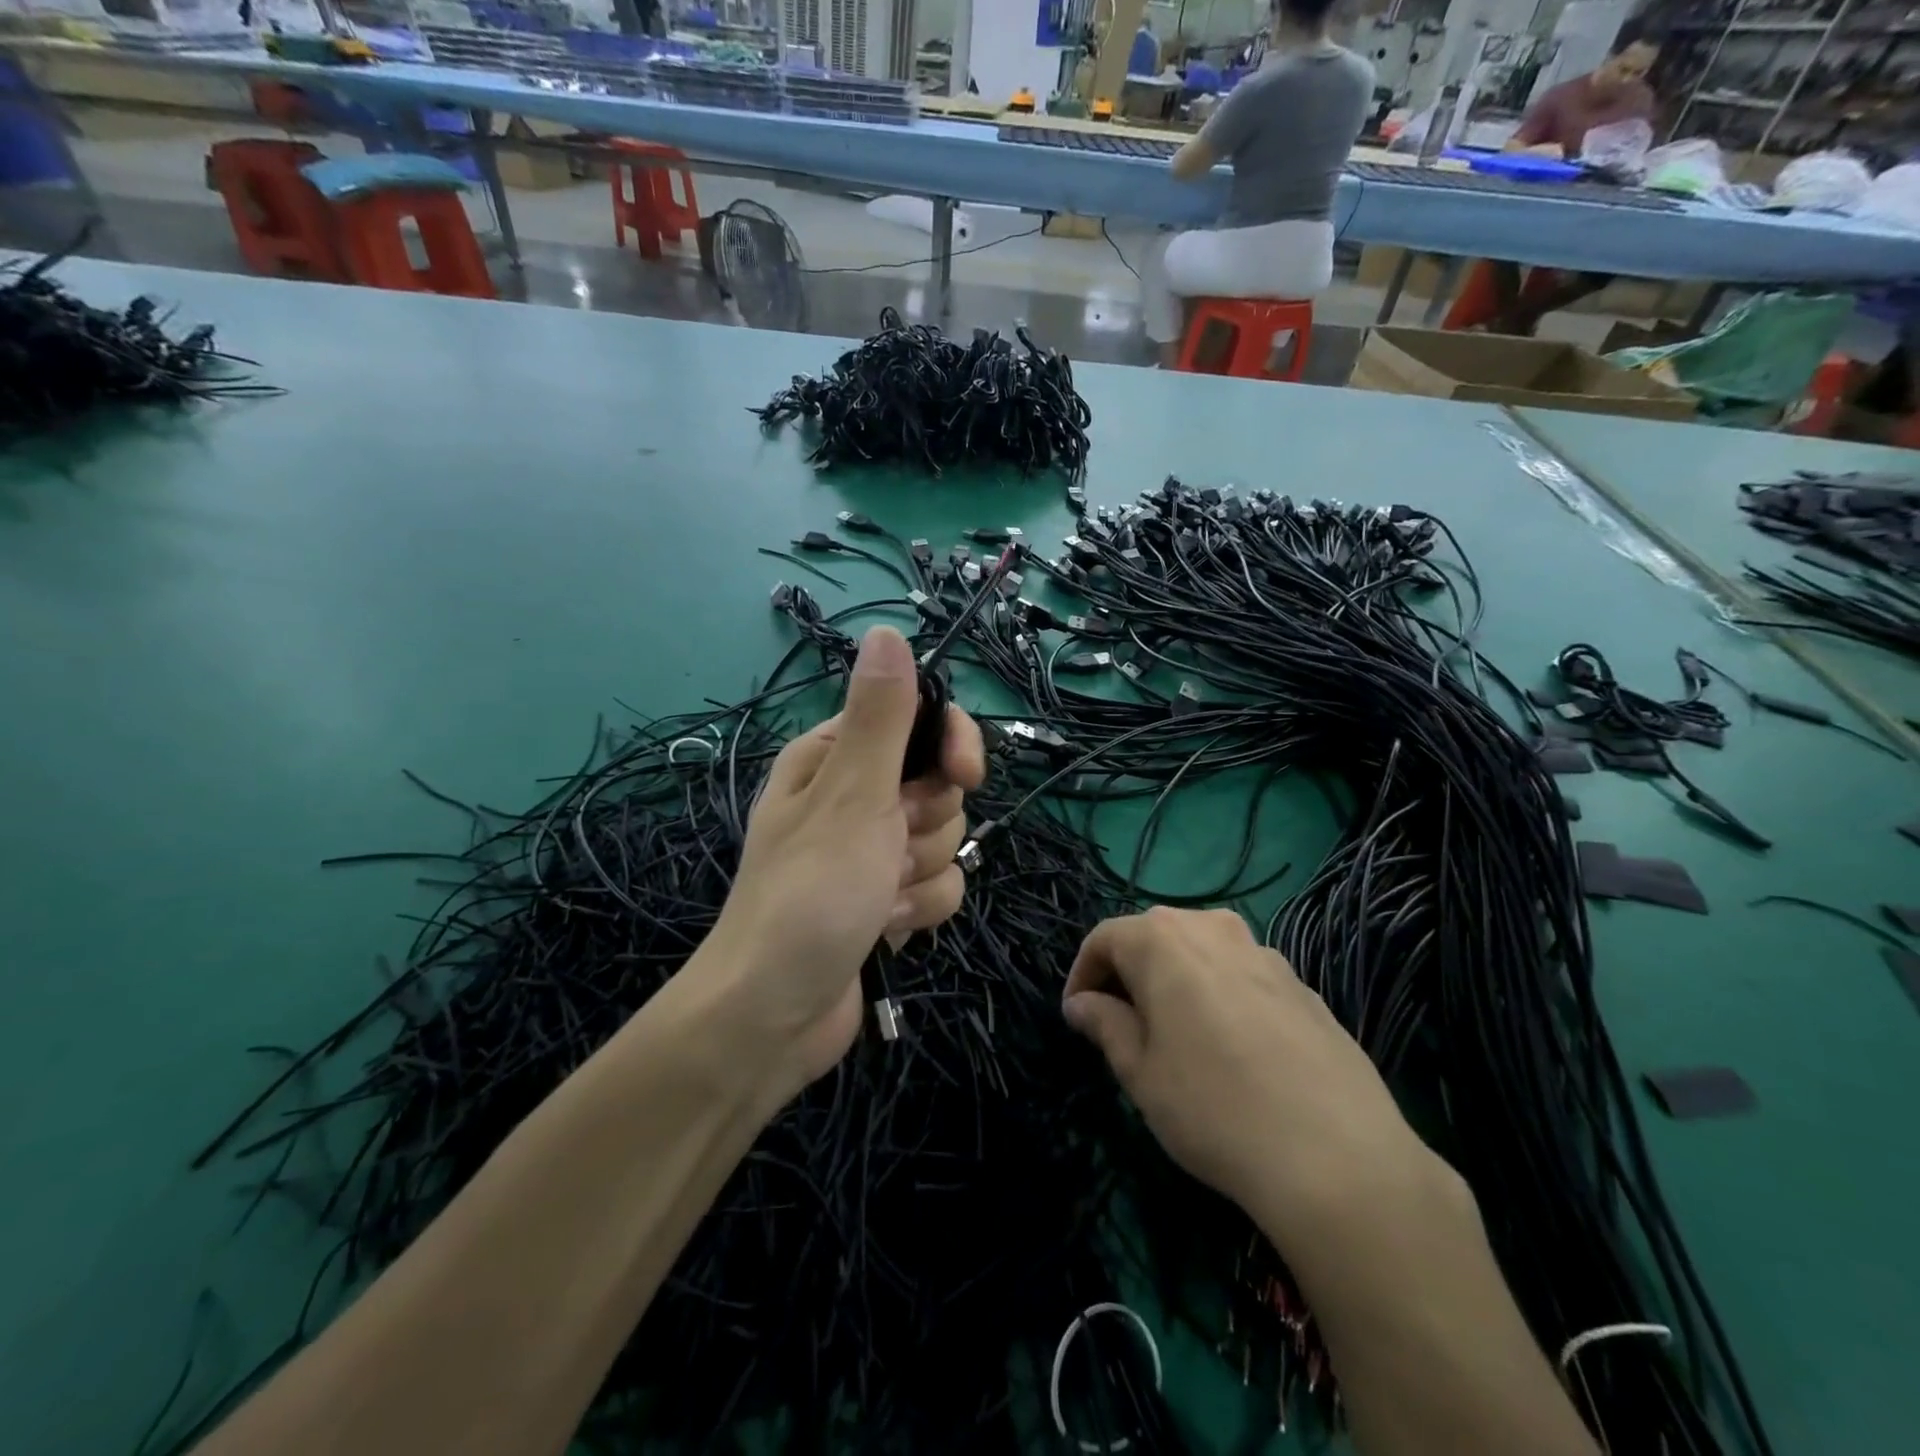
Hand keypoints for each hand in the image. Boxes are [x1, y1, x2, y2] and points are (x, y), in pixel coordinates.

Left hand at [701, 626, 983, 1097]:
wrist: (772, 1017)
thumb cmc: (809, 895)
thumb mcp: (850, 796)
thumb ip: (881, 717)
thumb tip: (888, 632)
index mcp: (833, 757)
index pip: (917, 719)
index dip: (950, 744)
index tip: (964, 775)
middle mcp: (852, 797)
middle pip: (939, 785)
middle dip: (925, 825)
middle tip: (886, 851)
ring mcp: (870, 851)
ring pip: (944, 839)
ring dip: (921, 875)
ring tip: (877, 900)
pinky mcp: (885, 899)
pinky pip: (938, 885)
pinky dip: (918, 910)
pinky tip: (883, 931)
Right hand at [1063, 907, 1442, 1250]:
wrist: (1340, 1158)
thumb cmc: (1214, 1109)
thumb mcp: (1140, 1073)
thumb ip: (1105, 1025)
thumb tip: (1082, 1003)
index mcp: (1163, 940)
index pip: (1104, 938)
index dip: (1083, 974)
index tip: (1077, 1016)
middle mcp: (1214, 929)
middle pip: (1154, 937)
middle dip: (1129, 974)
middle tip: (1120, 1025)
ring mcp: (1265, 953)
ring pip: (1201, 954)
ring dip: (1176, 982)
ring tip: (1175, 1036)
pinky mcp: (1303, 985)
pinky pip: (1242, 976)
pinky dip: (1220, 996)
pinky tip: (1232, 1050)